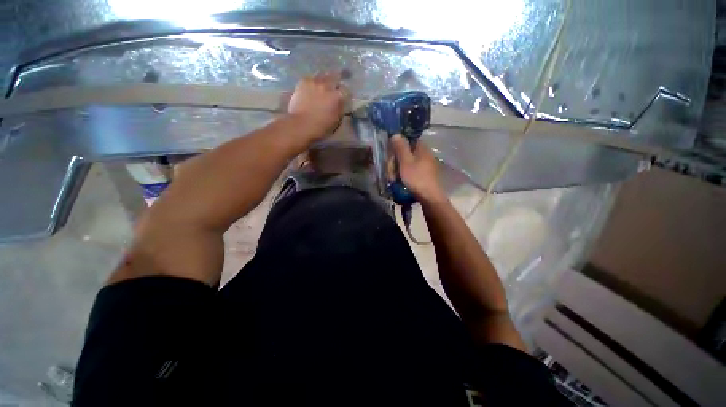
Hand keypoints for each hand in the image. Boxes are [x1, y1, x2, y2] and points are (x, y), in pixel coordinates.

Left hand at [287, 72, 349, 141]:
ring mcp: (315, 82)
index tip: (344, 97)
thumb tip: (341, 104)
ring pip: (322, 76)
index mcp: (338, 96)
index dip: (345, 94)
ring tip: (322, 86)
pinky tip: (311, 88)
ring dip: (324, 80)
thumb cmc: (321, 127)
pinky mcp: (303, 82)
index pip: (346, 90)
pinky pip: (311, 78)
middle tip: (333, 88)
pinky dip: (313, 83)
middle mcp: (328, 85)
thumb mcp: (336, 121)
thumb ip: (340, 109)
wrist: (301, 124)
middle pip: (335, 78)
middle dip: (335, 82)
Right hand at [390, 134, 445, 204]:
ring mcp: (426, 165)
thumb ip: (400, 147)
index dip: (396, 148)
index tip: (390, 158)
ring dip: (398, 170)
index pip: (407, 141)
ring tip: (393, 180)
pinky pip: (411, 171)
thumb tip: (396, 134)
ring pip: (407, 163)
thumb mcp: (405, 162)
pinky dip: (404, 175)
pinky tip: (400, 182)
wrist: (429, 197)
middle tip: (390, 173)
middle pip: (405, 153)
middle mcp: (425, 154)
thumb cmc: (416, 178)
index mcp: (422, 148)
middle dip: (395, 162)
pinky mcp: (425, 175)